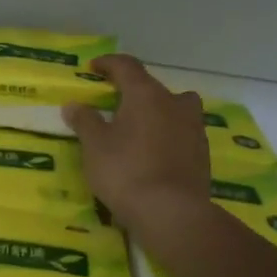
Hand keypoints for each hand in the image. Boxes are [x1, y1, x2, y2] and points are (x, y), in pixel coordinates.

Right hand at [62, 54, 211, 237]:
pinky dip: (167, 136)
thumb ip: (85, 121)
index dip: (108, 64)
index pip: (127, 66)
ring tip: (138, 129)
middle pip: (153, 88)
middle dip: (134, 92)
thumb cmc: (126, 171)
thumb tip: (74, 105)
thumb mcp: (94, 146)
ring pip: (174, 109)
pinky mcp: (202, 154)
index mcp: (146, 95)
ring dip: (156, 113)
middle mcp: (175, 103)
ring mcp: (193, 128)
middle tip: (115, 105)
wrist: (171, 213)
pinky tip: (153, 154)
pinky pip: (181, 134)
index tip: (94, 68)